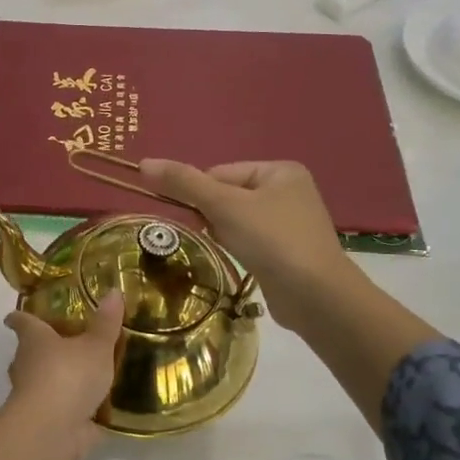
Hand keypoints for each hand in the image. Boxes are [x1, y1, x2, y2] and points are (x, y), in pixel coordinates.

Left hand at [0, 291, 127, 459]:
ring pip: (36, 383)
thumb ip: (106, 323)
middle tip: (55, 345)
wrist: (52, 429)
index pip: (23, 322)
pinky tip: (86, 410)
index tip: (12, 316)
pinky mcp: (42, 423)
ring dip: (51, 381)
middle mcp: (25, 366)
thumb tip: (113, 291)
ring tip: (75, 377)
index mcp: (34, 340)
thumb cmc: (69, 375)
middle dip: (37, 351)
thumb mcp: (96, 346)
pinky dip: (67, 409)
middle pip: (25, 353)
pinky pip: (55, 410)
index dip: (19, 317)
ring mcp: (30, 396)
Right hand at [136, 159, 358, 334]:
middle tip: (214, 235)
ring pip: (237, 220)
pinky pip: (251, 241)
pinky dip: (240, 249)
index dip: (201, 194)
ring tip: (232, 250)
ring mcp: (291, 223)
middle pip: (227, 196)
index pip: (220, 172)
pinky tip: (243, 261)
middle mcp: (289, 191)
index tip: (196, 218)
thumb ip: (184, 182)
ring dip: (224, 234)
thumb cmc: (271, 240)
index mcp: (280, 170)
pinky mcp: (288, 252)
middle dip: (213, 216)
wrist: (316, 296)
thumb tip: (143, 163)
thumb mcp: (223, 206)